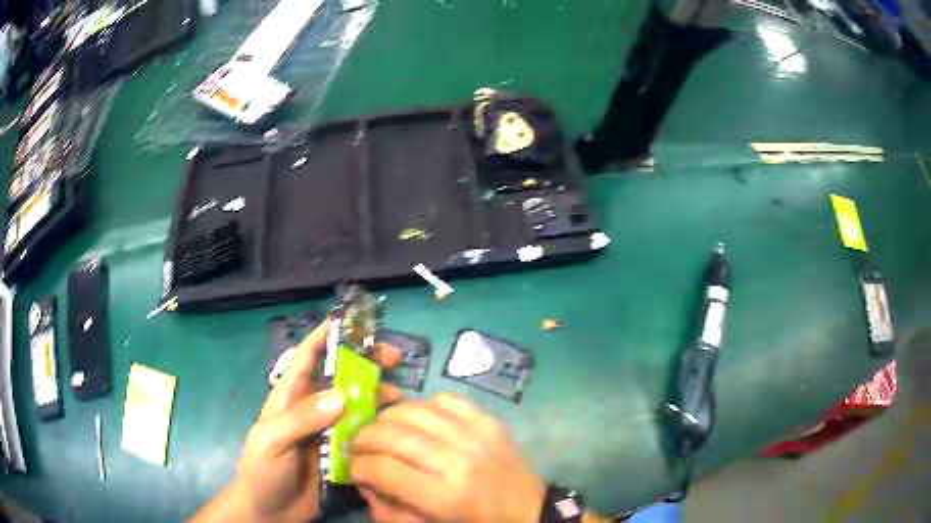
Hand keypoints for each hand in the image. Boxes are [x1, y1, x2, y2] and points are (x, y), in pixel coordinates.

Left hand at [193, 320, 402, 522]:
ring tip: (401, 396)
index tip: (353, 321)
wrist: (270, 512)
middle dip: (365, 363)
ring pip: (356, 404)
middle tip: (393, 358)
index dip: (326, 334)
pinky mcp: (340, 453)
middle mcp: (312, 408)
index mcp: (290, 397)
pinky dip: (379, 426)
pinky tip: (396, 426)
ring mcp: (327, 431)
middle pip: (340, 377)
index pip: (307, 356)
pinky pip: (362, 433)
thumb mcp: (272, 440)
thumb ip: (302, 418)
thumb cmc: (262, 471)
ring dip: (377, 395)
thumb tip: (342, 396)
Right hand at [351, 394, 545, 522]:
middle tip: (359, 445)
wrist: (528, 510)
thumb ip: (390, 510)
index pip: (385, 469)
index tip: (354, 468)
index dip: (360, 466)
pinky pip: (447, 400)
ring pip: (416, 411)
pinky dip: (424, 405)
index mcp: (445, 497)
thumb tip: (362, 480)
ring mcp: (477, 436)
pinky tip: (418, 420)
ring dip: (388, 417)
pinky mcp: (490, 421)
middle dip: (366, 438)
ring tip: (381, 429)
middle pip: (396, 435)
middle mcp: (459, 461)